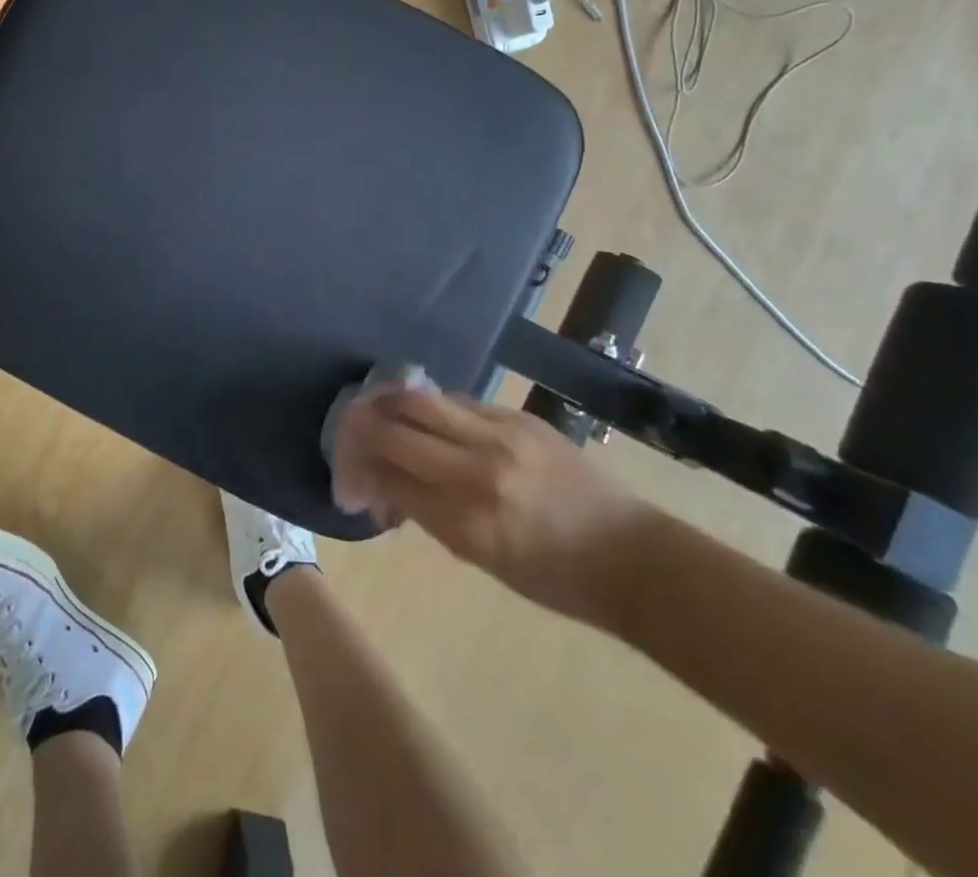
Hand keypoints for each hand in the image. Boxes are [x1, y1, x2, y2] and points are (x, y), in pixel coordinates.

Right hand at [336, 390, 656, 625]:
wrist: (630, 555)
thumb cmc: (554, 578)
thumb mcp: (480, 559)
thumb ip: (428, 513)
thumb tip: (386, 485)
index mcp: (466, 521)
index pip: (388, 478)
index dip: (357, 473)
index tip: (348, 480)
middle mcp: (476, 469)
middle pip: (394, 428)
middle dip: (359, 428)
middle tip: (347, 433)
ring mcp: (499, 435)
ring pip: (419, 399)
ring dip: (386, 402)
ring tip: (373, 409)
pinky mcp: (517, 416)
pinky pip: (457, 400)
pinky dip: (431, 407)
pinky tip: (425, 416)